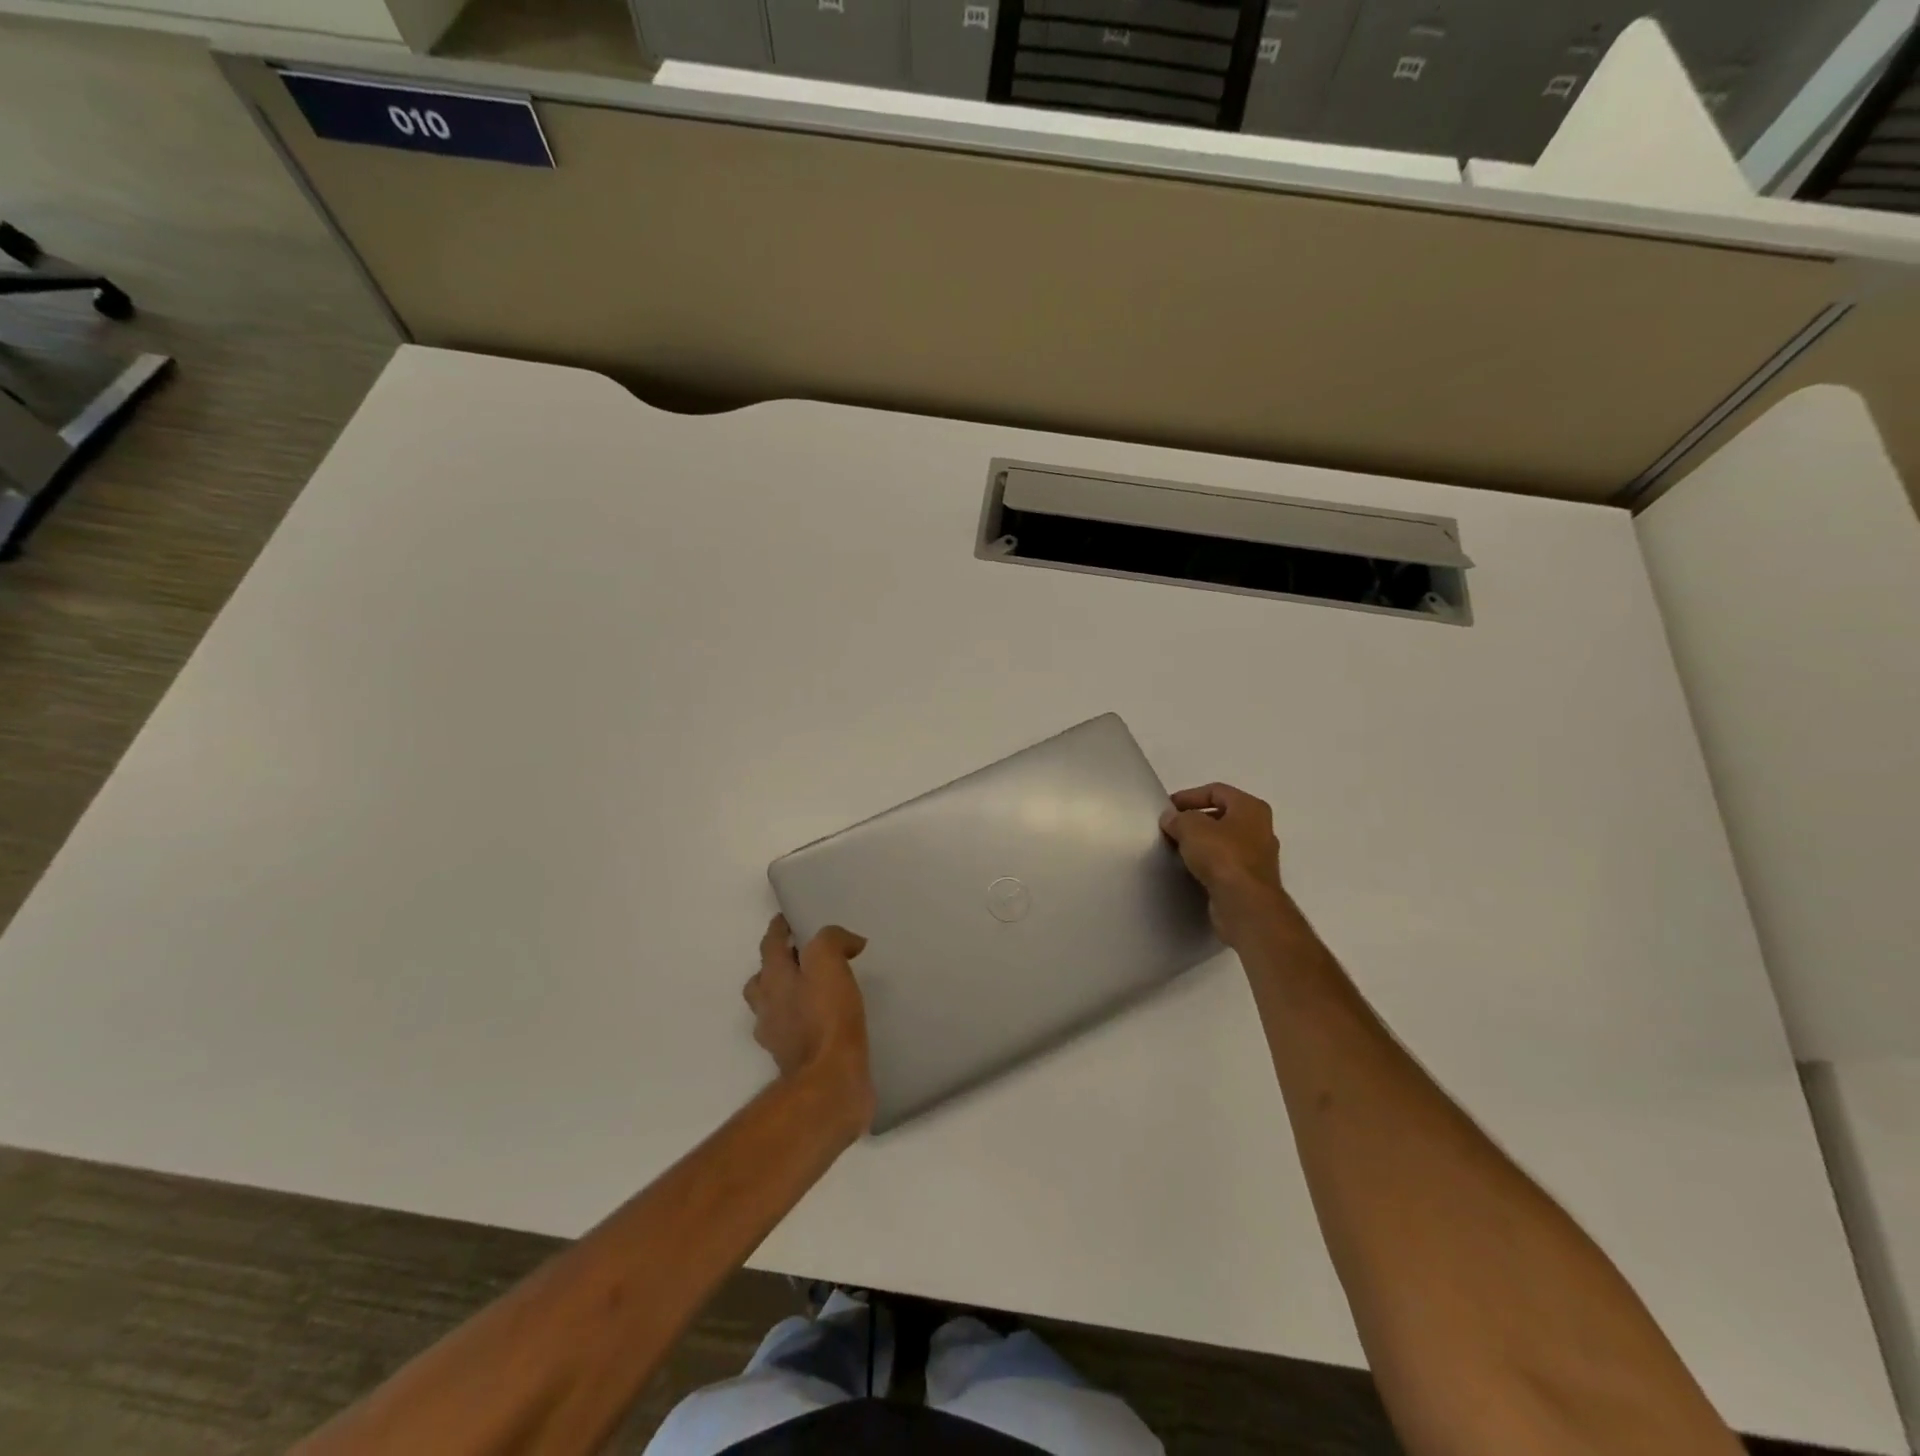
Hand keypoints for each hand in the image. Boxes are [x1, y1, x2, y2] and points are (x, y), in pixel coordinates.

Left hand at [746, 916, 875, 1135]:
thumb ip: (832, 941)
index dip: (779, 929)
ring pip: (775, 1008)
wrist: (829, 1084)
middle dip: (777, 964)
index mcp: (774, 979)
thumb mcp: (829, 963)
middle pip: (762, 979)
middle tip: (802, 956)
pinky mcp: (795, 1062)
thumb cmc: (826, 1018)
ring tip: (816, 990)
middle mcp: (768, 1007)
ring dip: (788, 995)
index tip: (787, 919)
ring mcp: (778, 1038)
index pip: (770, 945)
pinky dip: (805, 1022)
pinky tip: (827, 1023)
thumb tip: (849, 942)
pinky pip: (794, 1033)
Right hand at [1160, 783, 1287, 941]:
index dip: (1189, 796)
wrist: (1245, 904)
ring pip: (1224, 841)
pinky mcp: (1251, 881)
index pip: (1216, 791)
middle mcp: (1260, 828)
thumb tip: (1171, 818)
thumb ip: (1178, 818)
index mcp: (1251, 808)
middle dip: (1195, 820)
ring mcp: (1259, 857)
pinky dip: (1208, 863)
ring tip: (1177, 848)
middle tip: (1171, 828)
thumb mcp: (1191, 828)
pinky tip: (1190, 869)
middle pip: (1222, 816)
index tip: (1167, 808)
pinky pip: (1225, 864)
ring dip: (1201, 843)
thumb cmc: (1222, 856)